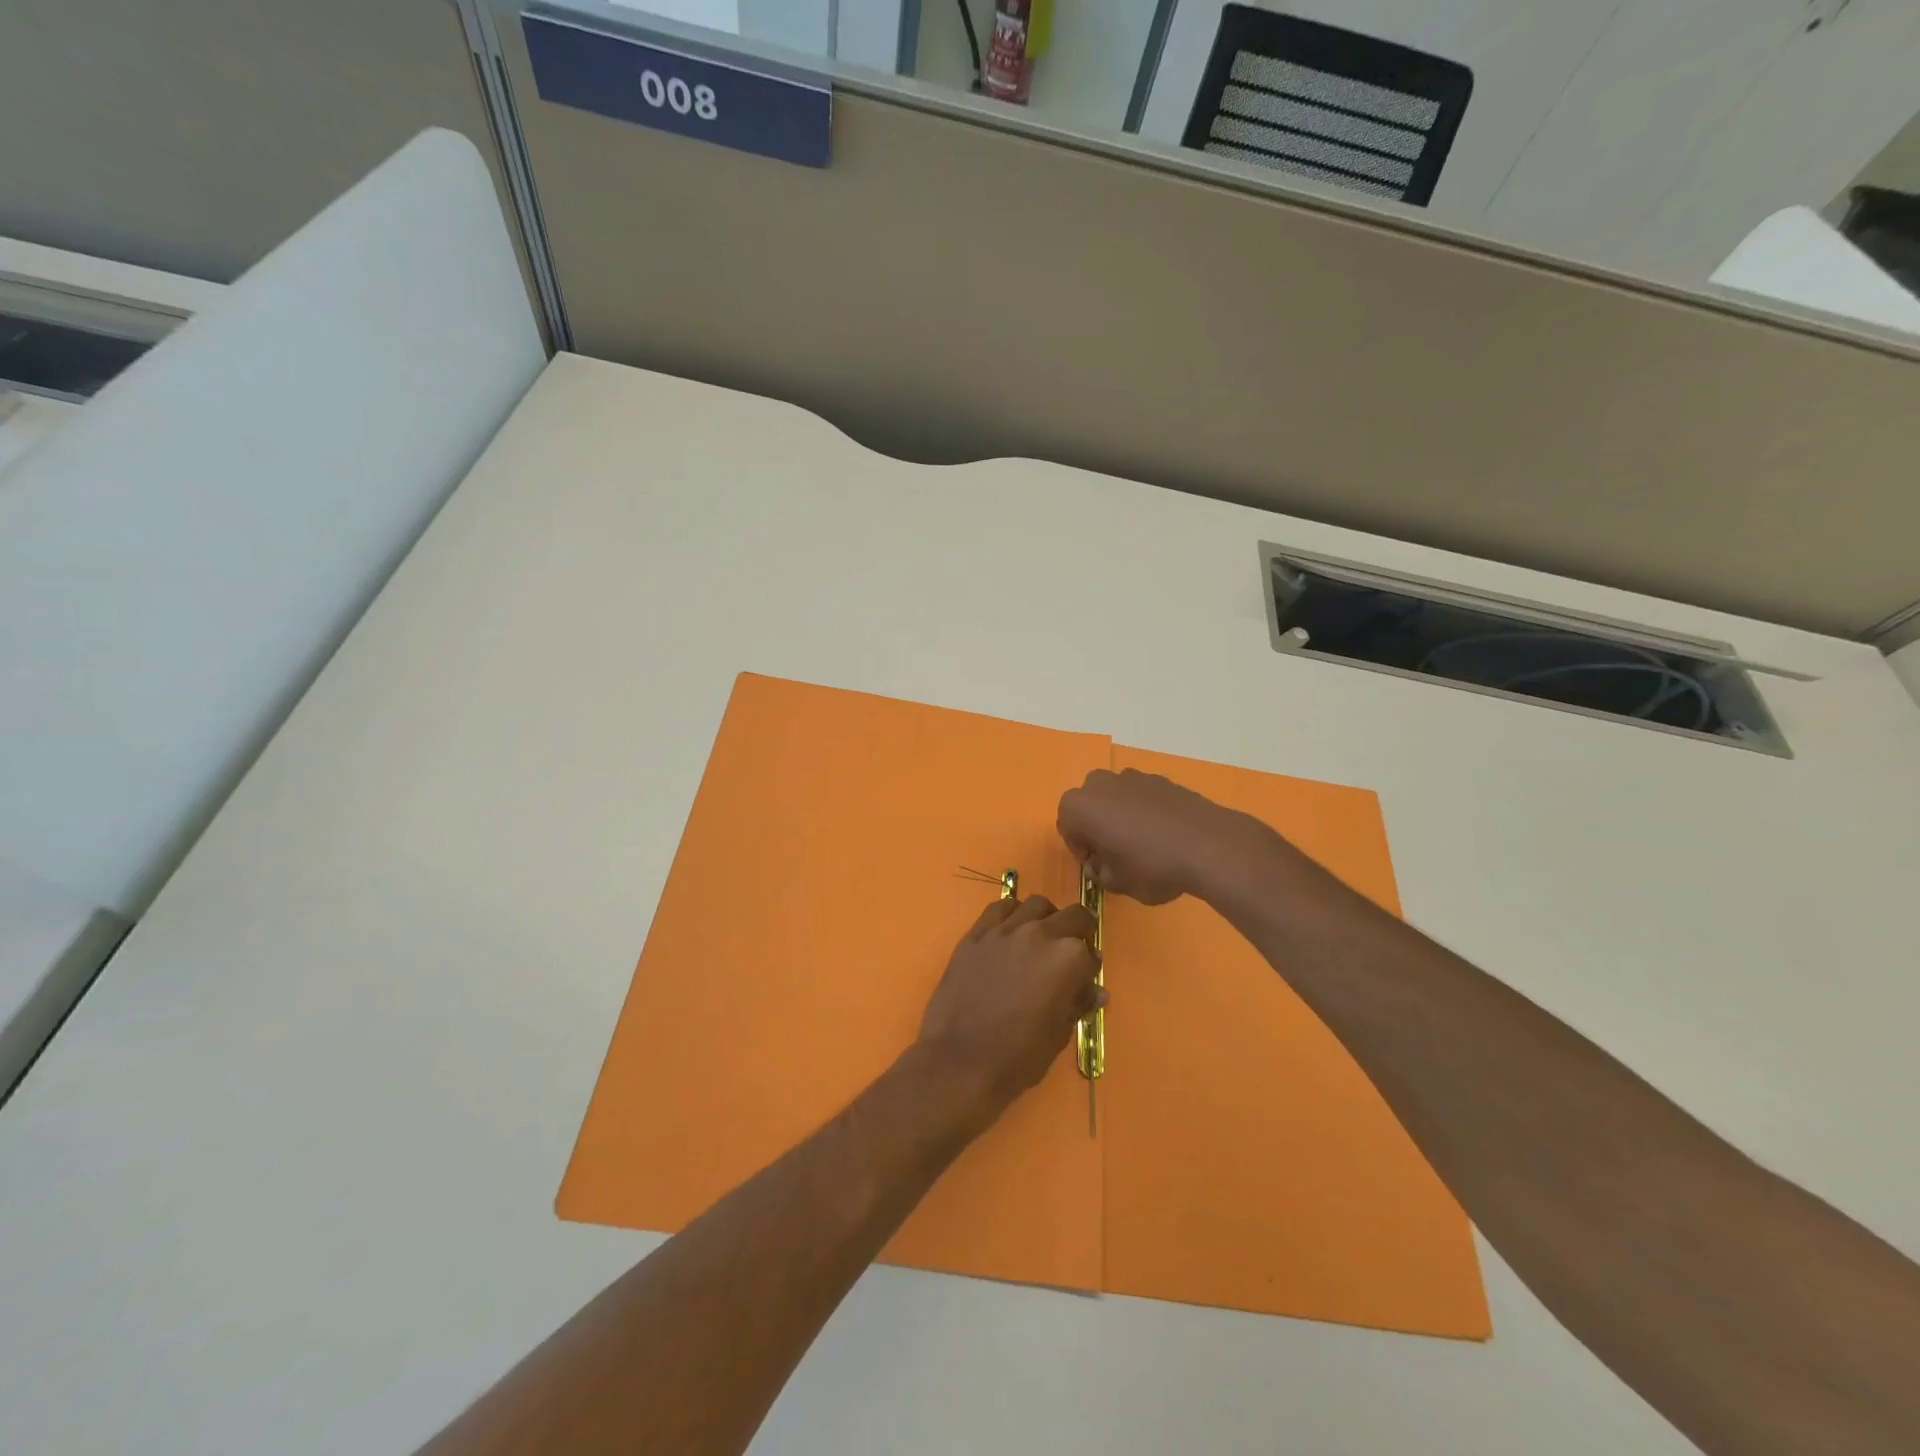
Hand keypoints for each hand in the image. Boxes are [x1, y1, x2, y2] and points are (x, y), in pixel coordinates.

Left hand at [917, 896, 1102, 1120]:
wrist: (960, 1061)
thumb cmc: (1018, 1057)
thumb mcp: (1059, 1035)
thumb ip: (1078, 1003)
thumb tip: (1096, 990)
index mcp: (1068, 960)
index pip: (1091, 953)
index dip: (1089, 968)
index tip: (1083, 980)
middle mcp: (1040, 935)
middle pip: (1072, 916)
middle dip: (1078, 931)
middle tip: (1071, 950)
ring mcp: (1005, 930)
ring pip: (1036, 905)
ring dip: (1046, 918)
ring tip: (1040, 937)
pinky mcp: (976, 933)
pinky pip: (1000, 907)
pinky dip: (1012, 914)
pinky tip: (1010, 931)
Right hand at [1057, 768, 1266, 904]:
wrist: (1208, 845)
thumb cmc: (1151, 866)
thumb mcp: (1117, 883)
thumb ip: (1101, 874)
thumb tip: (1103, 866)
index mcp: (1079, 807)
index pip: (1067, 830)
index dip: (1082, 852)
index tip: (1100, 868)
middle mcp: (1099, 784)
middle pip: (1089, 808)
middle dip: (1098, 829)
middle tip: (1117, 855)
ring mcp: (1132, 777)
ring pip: (1115, 799)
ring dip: (1120, 818)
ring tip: (1143, 845)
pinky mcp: (1160, 779)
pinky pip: (1141, 797)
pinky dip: (1144, 812)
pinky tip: (1164, 835)